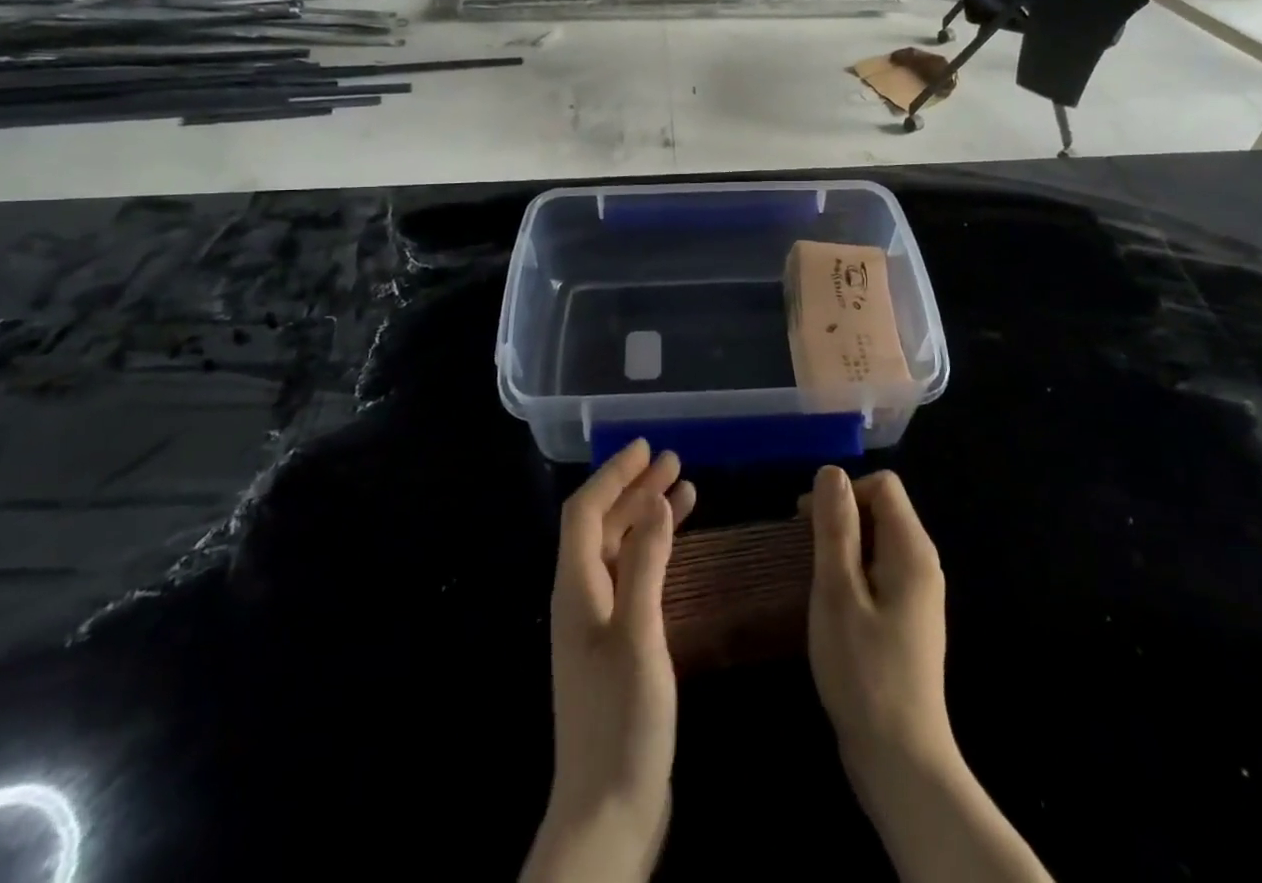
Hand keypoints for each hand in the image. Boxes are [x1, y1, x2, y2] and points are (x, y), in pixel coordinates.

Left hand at [522, 440, 695, 882]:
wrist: (608, 814)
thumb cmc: (622, 721)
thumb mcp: (639, 635)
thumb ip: (645, 564)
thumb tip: (655, 502)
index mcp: (576, 589)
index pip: (585, 512)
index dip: (612, 475)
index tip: (644, 447)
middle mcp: (581, 597)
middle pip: (602, 526)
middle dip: (634, 489)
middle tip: (672, 460)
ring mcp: (598, 624)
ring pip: (620, 550)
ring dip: (647, 517)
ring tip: (685, 490)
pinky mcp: (617, 646)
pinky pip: (633, 577)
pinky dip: (654, 552)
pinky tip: (679, 547)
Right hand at [806, 468, 1053, 882]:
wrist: (900, 762)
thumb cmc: (864, 672)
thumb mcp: (838, 592)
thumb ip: (836, 528)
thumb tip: (831, 471)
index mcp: (912, 550)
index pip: (882, 485)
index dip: (843, 491)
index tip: (807, 521)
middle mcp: (922, 563)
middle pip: (881, 509)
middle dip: (840, 517)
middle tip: (802, 549)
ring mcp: (917, 593)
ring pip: (877, 540)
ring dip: (843, 545)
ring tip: (813, 577)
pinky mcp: (907, 618)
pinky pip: (879, 570)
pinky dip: (852, 571)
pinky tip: (831, 603)